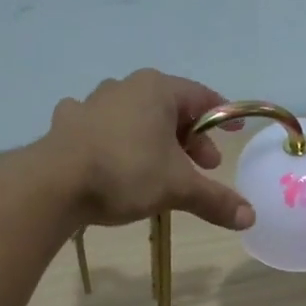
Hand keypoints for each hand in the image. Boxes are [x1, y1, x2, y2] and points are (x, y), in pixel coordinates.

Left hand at [46, 70, 253, 230]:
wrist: (55, 183)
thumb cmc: (126, 173)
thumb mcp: (179, 188)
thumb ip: (215, 200)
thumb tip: (250, 218)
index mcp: (157, 90)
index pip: (201, 96)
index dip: (222, 115)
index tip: (234, 132)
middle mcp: (124, 87)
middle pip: (169, 108)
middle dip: (190, 138)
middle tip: (204, 166)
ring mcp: (91, 103)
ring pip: (134, 117)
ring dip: (154, 140)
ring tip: (162, 169)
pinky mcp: (67, 125)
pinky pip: (101, 129)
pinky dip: (116, 142)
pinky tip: (114, 160)